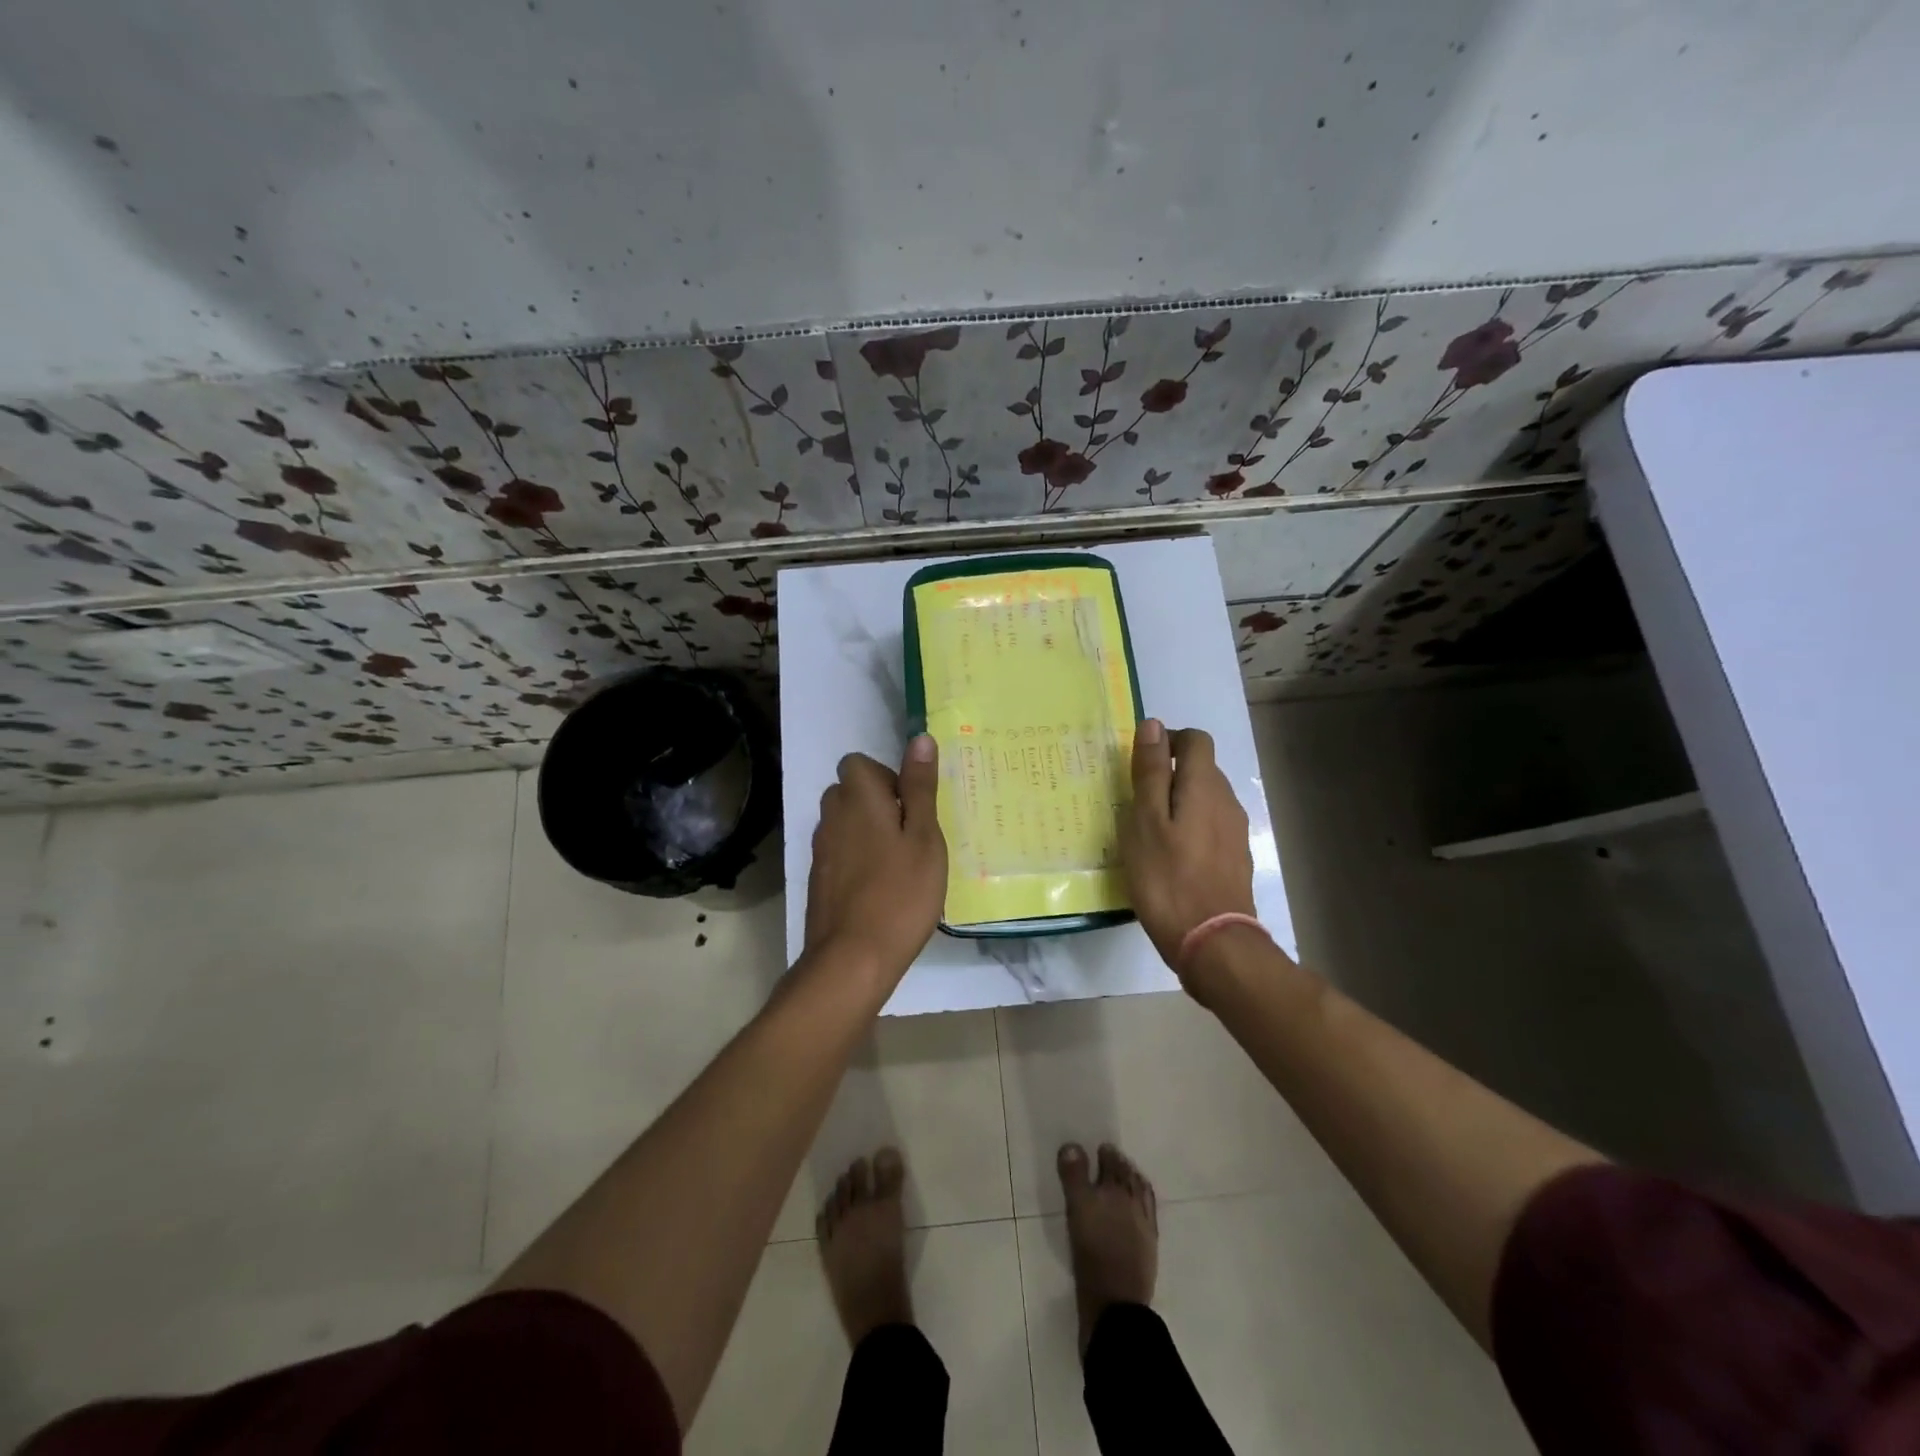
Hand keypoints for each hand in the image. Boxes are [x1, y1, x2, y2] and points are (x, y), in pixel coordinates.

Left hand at [803, 736, 947, 987]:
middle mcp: (832, 816)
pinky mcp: (818, 879)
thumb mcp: (925, 837)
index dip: (886, 777)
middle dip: (877, 802)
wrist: (852, 959)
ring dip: (868, 831)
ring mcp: (820, 850)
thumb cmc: (900, 894)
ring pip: (844, 823)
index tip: (911, 806)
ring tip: (899, 863)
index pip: (858, 763)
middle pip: (849, 791)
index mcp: (858, 798)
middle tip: (911, 835)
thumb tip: (919, 739)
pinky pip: (839, 852)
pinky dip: (857, 859)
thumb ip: (920, 787)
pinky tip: (881, 888)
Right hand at [1119, 721, 1256, 986]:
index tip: (1140, 765)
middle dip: (1170, 774)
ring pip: (1205, 799)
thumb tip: (1154, 725)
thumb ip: (1150, 772)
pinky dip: (1190, 828)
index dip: (1168, 741)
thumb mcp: (1145, 821)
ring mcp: (1235, 832)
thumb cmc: (1168, 878)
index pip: (1195, 740)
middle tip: (1135, 802)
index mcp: (1204, 786)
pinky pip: (1210, 826)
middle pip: (1201, 769)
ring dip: (1179, 803)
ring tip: (1149, 832)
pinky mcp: (1235, 858)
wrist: (1213, 942)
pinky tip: (1170, 857)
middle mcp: (1226, 801)